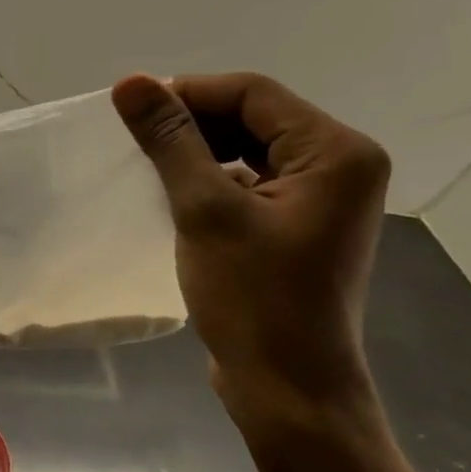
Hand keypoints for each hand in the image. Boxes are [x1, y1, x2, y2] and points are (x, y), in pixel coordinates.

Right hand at [112, 72, 390, 420]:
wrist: (287, 389)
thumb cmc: (253, 299)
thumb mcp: (206, 211)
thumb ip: (171, 141)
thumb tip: (130, 83)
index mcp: (336, 152)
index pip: (253, 94)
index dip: (188, 93)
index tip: (130, 111)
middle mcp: (340, 166)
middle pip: (255, 118)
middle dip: (192, 123)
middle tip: (134, 140)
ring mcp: (322, 199)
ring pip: (249, 150)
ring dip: (198, 153)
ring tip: (147, 167)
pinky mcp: (298, 227)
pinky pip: (251, 183)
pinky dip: (211, 182)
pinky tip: (173, 198)